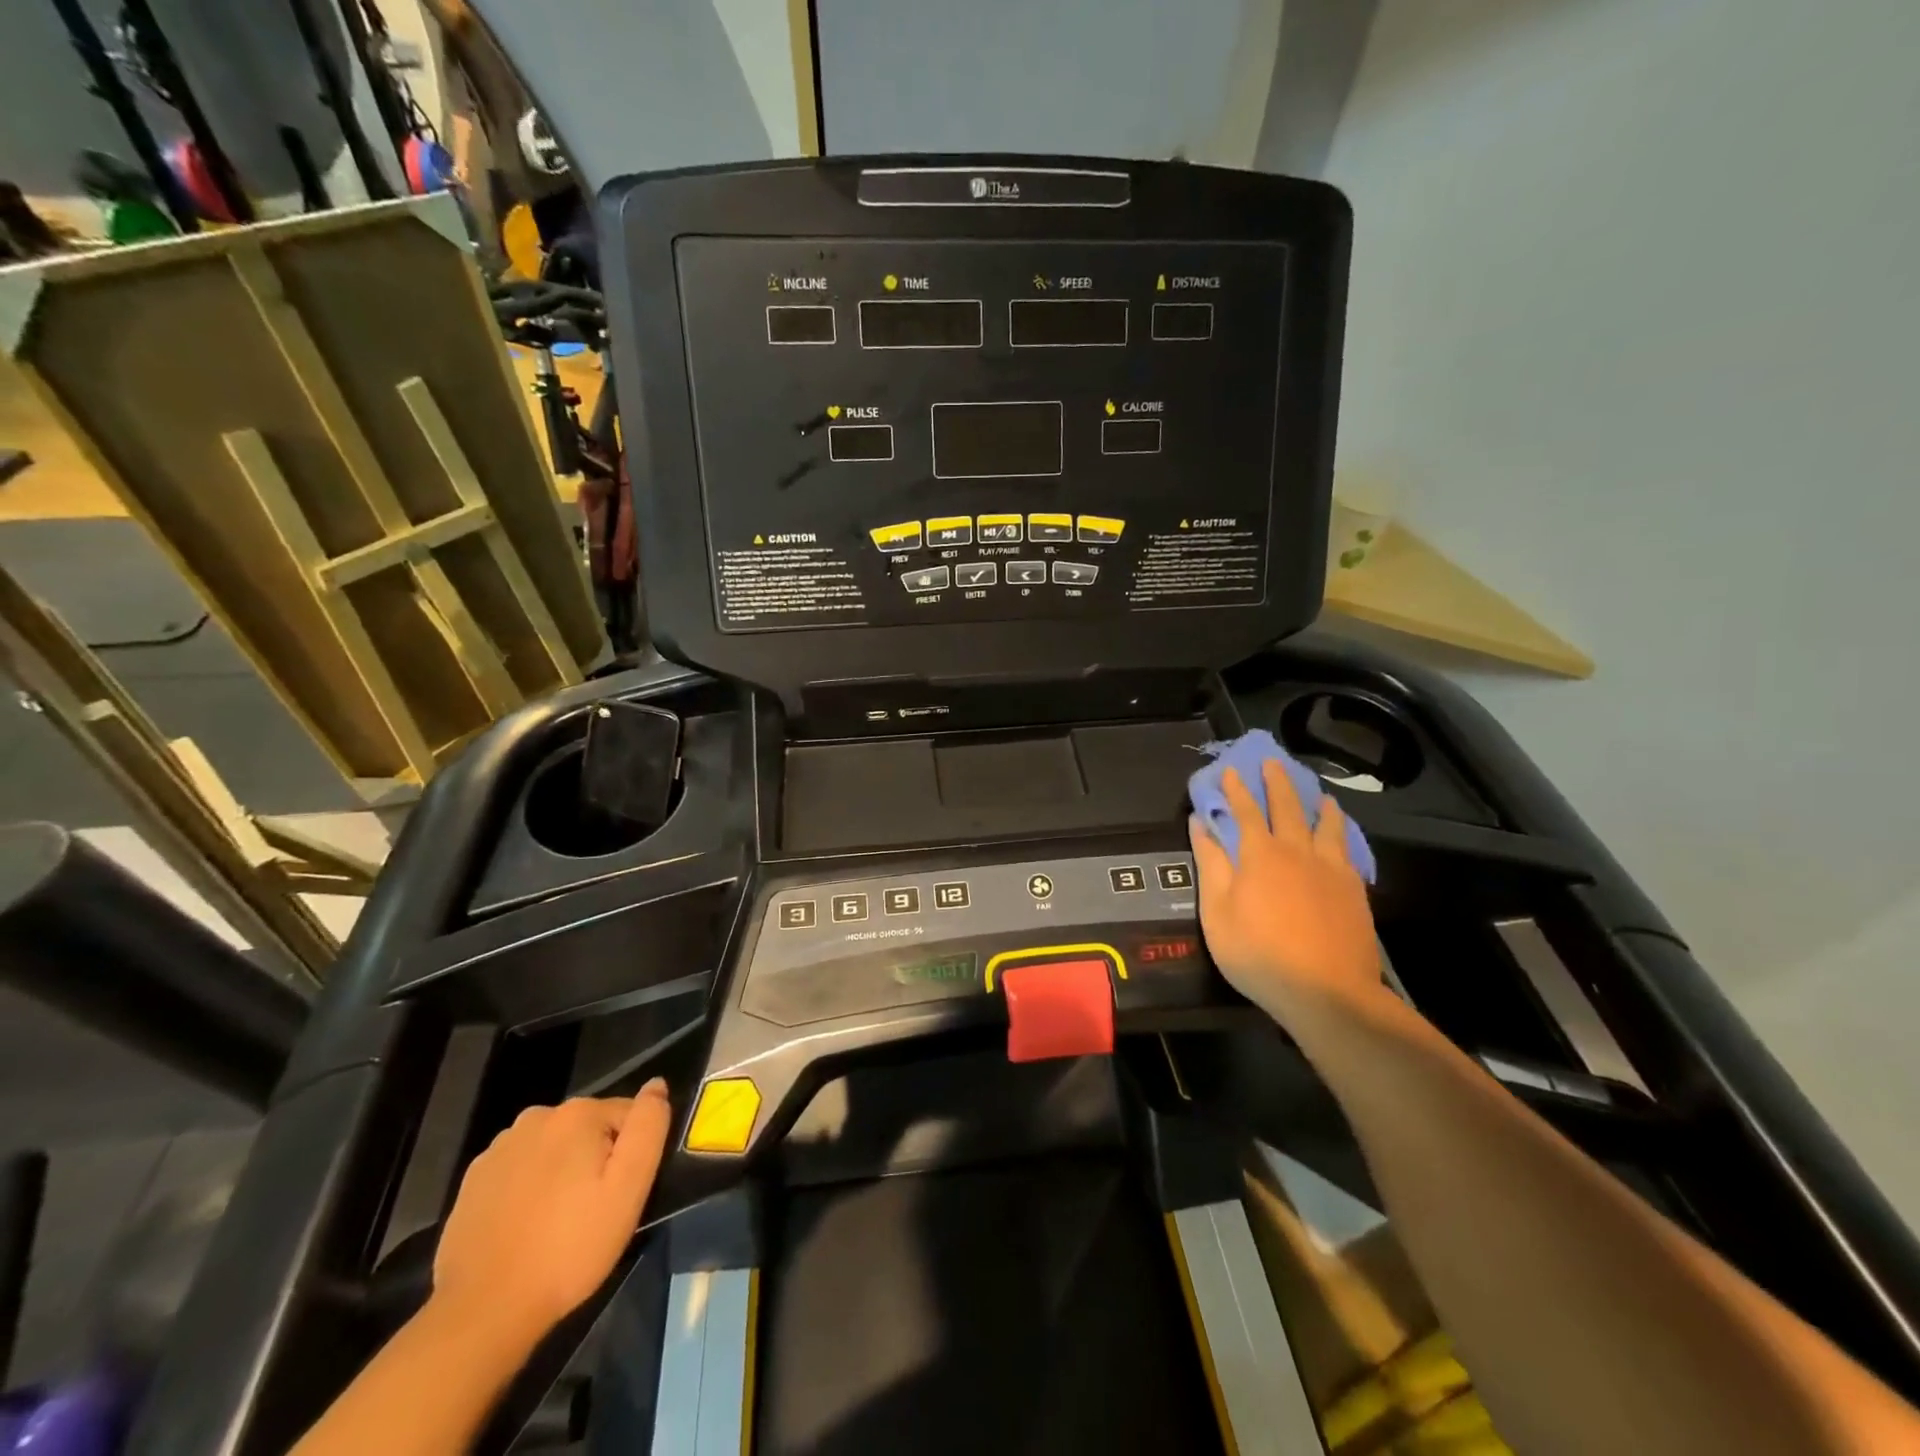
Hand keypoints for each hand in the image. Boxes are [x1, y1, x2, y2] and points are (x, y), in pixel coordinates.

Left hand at [432, 1080, 671, 1345]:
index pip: (626, 1115)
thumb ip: (648, 1126)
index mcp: (577, 1113)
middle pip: (587, 1129)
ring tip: (558, 1220)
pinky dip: (528, 1187)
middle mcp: (536, 1117)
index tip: (621, 1194)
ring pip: (552, 1148)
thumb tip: (657, 1085)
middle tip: (593, 1210)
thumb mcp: (630, 1187)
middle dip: (595, 1159)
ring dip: (562, 1170)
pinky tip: (526, 1225)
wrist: (484, 1310)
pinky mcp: (472, 1180)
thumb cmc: (570, 1247)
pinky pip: (519, 1169)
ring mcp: (499, 1148)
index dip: (630, 1154)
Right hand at [1189, 762, 1382, 1018]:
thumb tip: (1200, 823)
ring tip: (1319, 794)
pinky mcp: (1354, 889)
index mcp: (1259, 855)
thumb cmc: (1259, 954)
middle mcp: (1297, 851)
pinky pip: (1347, 848)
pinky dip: (1342, 832)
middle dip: (1277, 782)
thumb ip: (1210, 864)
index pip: (1243, 811)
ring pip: (1326, 825)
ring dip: (1318, 804)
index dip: (1235, 789)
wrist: (1327, 992)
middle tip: (1273, 762)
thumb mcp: (1217, 912)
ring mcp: (1330, 869)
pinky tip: (1341, 835)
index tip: (1230, 769)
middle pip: (1287, 807)